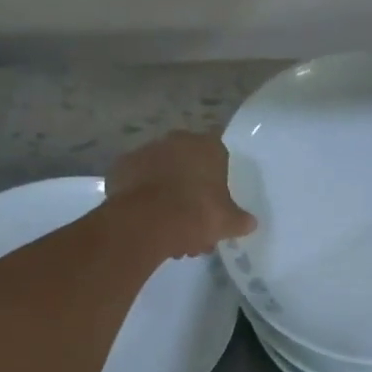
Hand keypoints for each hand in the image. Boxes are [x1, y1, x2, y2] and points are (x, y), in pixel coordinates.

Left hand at [106, 131, 257, 258]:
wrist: (147, 222)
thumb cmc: (196, 214)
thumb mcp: (227, 222)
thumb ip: (240, 220)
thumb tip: (250, 223)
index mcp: (208, 146)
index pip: (218, 156)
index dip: (217, 181)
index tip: (215, 204)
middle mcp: (177, 141)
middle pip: (188, 166)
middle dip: (190, 192)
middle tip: (192, 224)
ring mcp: (146, 151)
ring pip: (162, 174)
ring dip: (166, 196)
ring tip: (168, 231)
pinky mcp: (122, 166)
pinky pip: (138, 182)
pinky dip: (142, 197)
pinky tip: (146, 220)